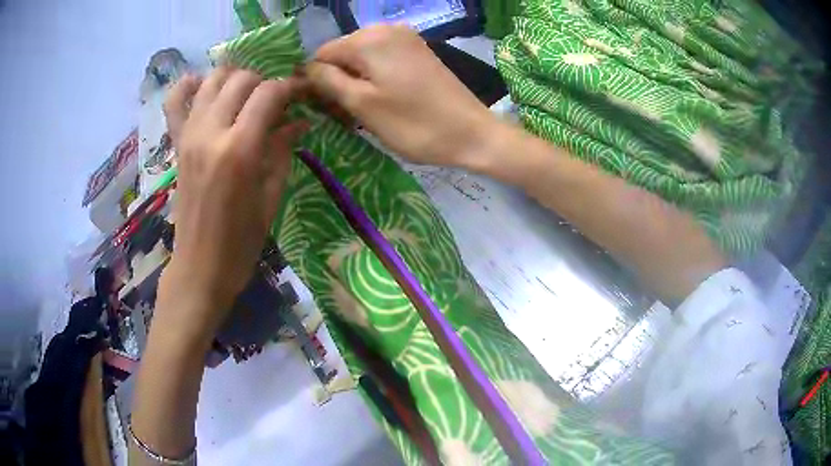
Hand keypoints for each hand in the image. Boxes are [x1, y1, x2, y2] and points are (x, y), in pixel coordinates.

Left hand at [159, 68, 307, 337]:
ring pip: (211, 80)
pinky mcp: (177, 144)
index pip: (269, 94)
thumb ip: (282, 150)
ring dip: (234, 78)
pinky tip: (202, 86)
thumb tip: (298, 122)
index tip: (302, 94)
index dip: (291, 87)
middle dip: (264, 82)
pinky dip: (188, 86)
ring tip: (246, 94)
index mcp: (239, 149)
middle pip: (241, 79)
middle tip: (275, 102)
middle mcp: (210, 132)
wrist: (200, 266)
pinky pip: (175, 101)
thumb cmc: (241, 241)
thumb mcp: (271, 197)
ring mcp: (189, 135)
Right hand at [306, 25, 498, 168]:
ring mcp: (406, 39)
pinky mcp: (418, 52)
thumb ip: (327, 81)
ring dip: (353, 83)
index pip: (322, 53)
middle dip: (335, 81)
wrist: (472, 133)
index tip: (318, 108)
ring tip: (358, 113)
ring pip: (361, 58)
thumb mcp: (362, 104)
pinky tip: (377, 101)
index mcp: (369, 38)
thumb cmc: (415, 124)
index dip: (314, 80)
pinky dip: (373, 79)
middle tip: (340, 115)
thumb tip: (304, 68)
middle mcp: (386, 29)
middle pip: (342, 54)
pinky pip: (382, 60)